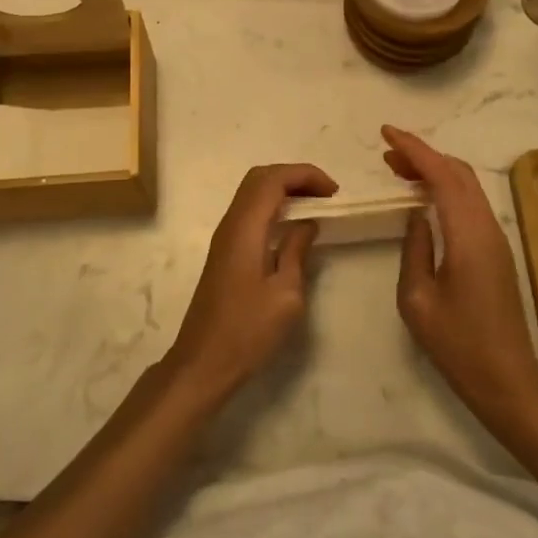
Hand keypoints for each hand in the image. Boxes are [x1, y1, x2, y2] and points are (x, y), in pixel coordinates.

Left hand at [163, 164, 337, 401]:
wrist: (203, 362)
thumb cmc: (247, 331)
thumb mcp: (286, 294)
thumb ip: (296, 250)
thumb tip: (307, 223)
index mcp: (245, 228)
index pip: (272, 179)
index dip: (305, 175)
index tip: (334, 192)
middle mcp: (231, 223)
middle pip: (259, 178)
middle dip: (294, 177)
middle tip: (326, 195)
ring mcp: (224, 237)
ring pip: (252, 193)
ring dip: (283, 190)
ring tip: (316, 206)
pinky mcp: (224, 251)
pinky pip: (249, 212)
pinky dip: (273, 206)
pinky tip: (292, 226)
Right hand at [382, 126, 537, 421]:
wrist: (507, 380)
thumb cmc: (458, 344)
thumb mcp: (417, 299)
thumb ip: (414, 248)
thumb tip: (416, 216)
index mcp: (468, 234)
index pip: (441, 174)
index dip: (413, 148)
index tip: (385, 134)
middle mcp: (487, 226)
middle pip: (458, 172)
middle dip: (423, 155)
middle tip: (387, 155)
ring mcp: (495, 237)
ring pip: (466, 186)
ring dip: (435, 171)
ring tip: (399, 171)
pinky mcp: (496, 250)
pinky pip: (469, 204)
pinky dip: (445, 190)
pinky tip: (423, 200)